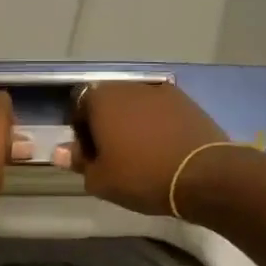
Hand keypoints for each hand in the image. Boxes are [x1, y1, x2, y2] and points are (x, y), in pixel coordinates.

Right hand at [61, 82, 227, 216]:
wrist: (203, 175)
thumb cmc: (142, 176)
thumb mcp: (101, 179)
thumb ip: (79, 161)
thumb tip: (61, 151)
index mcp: (102, 99)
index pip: (79, 104)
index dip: (80, 129)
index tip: (89, 153)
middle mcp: (129, 86)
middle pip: (109, 101)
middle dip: (107, 123)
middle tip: (112, 154)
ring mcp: (162, 91)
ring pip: (136, 105)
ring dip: (133, 123)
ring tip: (140, 153)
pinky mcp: (188, 102)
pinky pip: (162, 112)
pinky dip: (158, 125)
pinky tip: (164, 149)